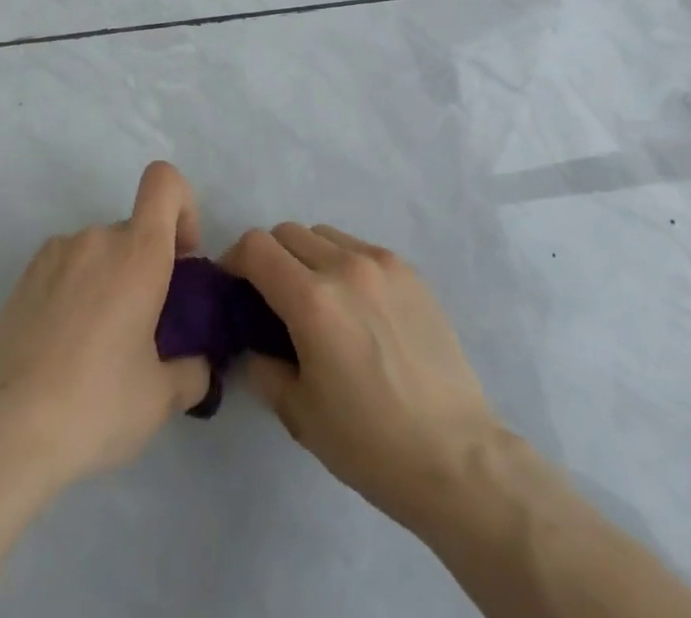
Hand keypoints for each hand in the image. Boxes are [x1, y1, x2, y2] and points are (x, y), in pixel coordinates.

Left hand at [0, 162, 212, 487]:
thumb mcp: (160, 399)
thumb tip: (198, 365)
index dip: (183, 207)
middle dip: (147, 266)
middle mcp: (97, 238)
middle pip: (134, 230)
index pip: (164, 182)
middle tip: (143, 328)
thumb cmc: (95, 405)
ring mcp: (55, 253)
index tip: (183, 258)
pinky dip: (77, 291)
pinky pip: (67, 267)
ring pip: (100, 252)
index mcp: (138, 253)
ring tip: (98, 346)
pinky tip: (64, 346)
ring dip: (110, 281)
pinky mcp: (24, 276)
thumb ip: (192, 371)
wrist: (3, 434)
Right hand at [224, 223, 500, 531]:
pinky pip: (359, 249)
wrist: (457, 457)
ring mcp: (382, 264)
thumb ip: (264, 366)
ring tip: (318, 301)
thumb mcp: (299, 414)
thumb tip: (254, 342)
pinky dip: (343, 264)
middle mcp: (346, 267)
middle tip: (272, 299)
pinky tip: (357, 309)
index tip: (233, 287)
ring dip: (307, 257)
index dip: (234, 260)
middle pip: (287, 233)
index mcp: (312, 300)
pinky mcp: (409, 272)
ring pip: (324, 235)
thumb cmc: (370, 444)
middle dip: (269, 258)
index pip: (256, 247)